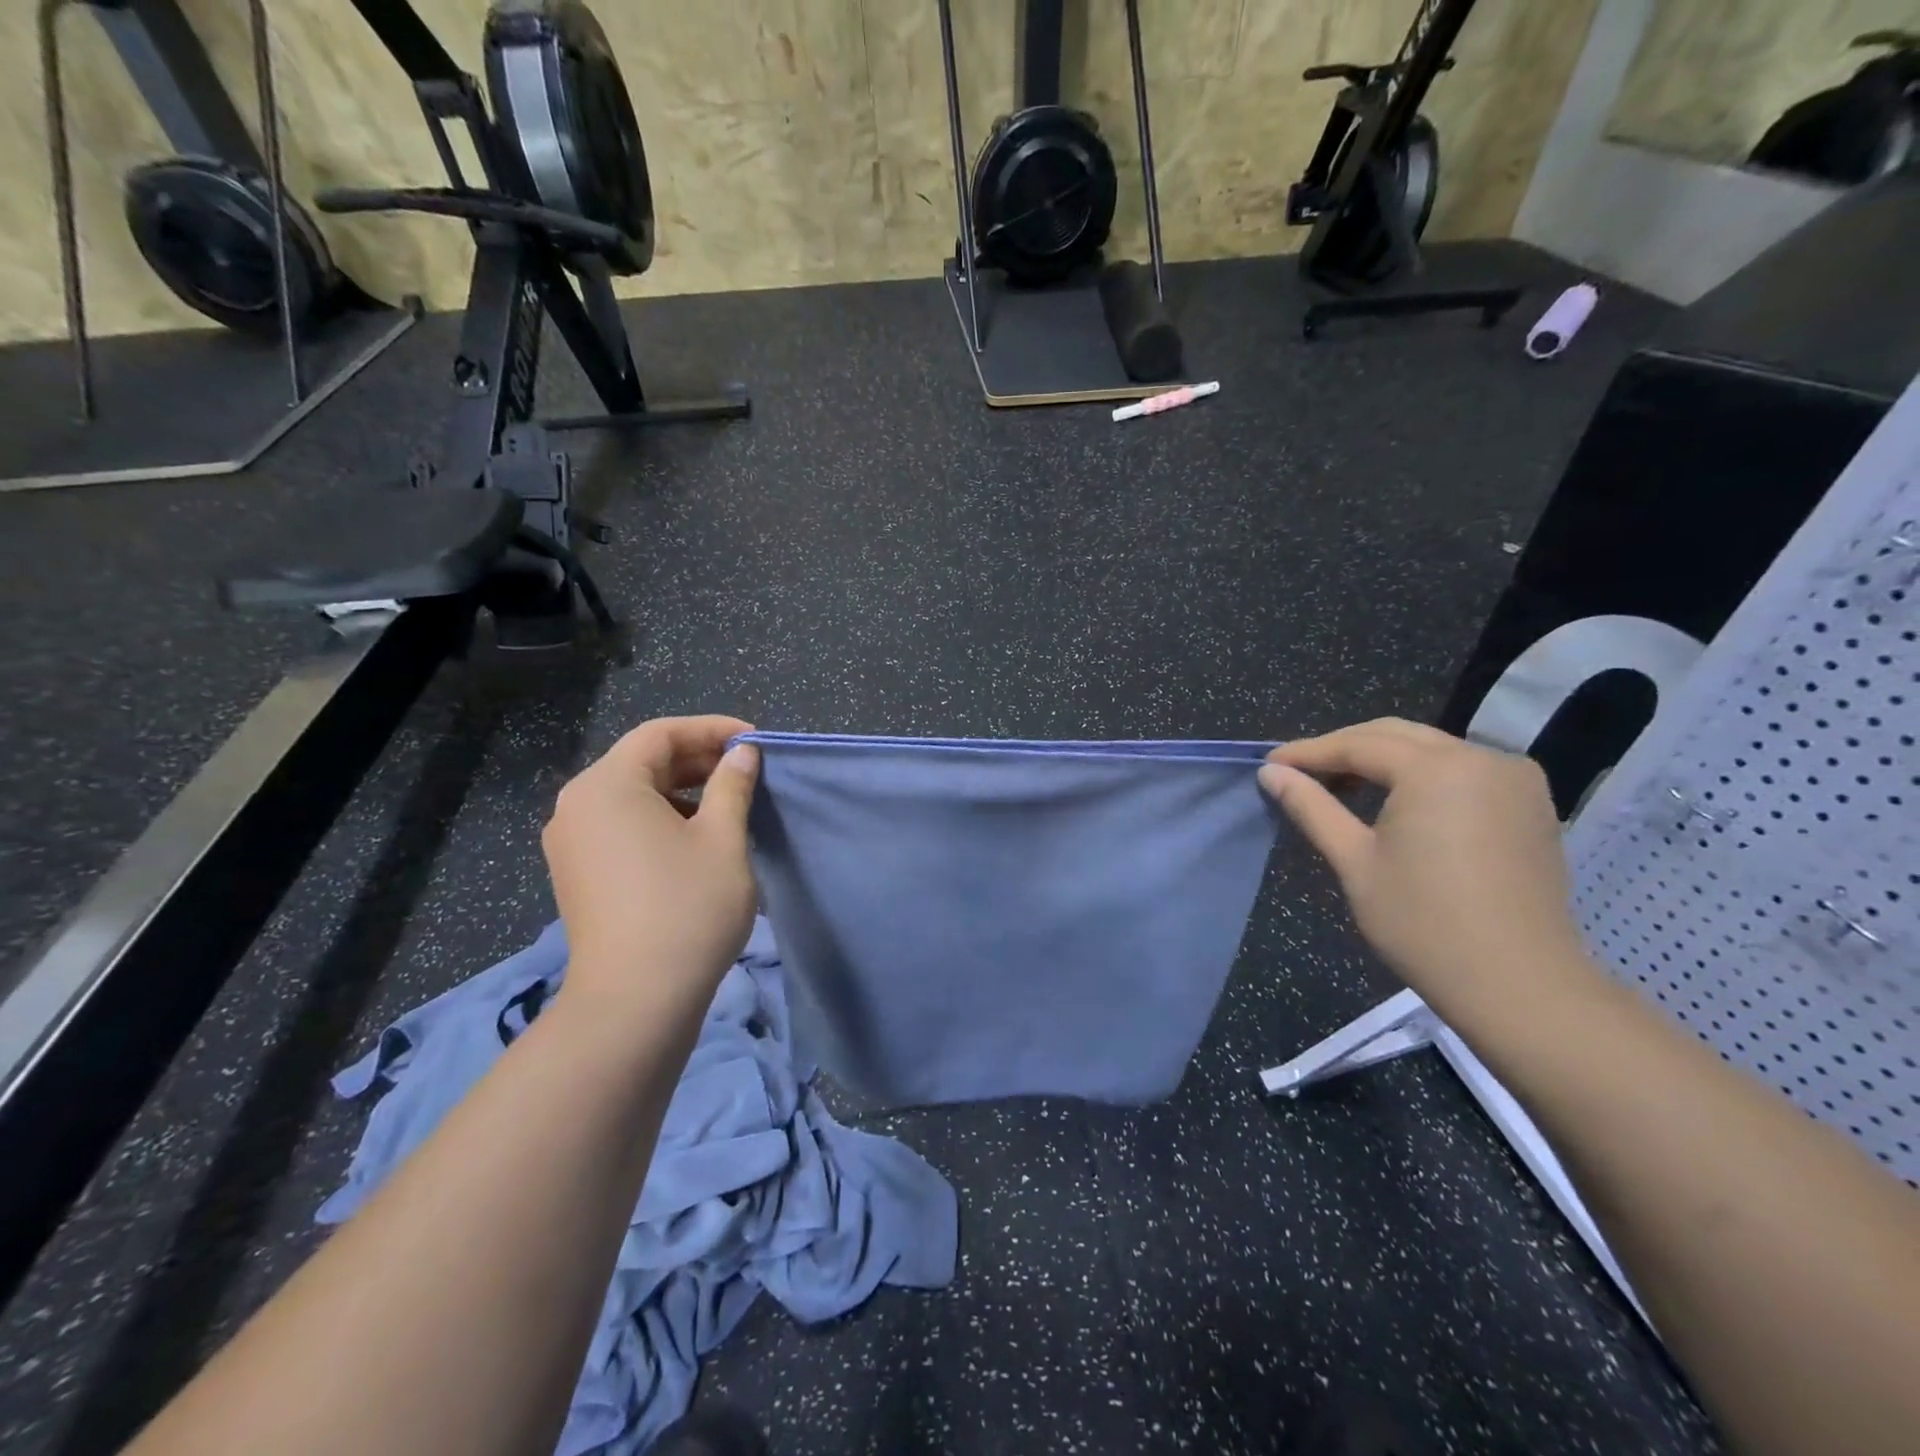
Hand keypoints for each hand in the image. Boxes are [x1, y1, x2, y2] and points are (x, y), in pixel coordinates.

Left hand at [542, 716, 759, 1005]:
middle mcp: (577, 805)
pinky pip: (620, 826)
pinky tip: (695, 839)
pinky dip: (659, 819)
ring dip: (681, 791)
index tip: (754, 741)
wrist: (636, 1000)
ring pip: (631, 796)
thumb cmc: (687, 907)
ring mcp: (571, 843)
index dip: (711, 729)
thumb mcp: (722, 838)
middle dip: (697, 760)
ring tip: (727, 804)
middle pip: (642, 762)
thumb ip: (732, 785)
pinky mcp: (577, 874)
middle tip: (746, 770)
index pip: (660, 734)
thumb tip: (742, 754)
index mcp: (607, 785)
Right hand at [1259, 718, 1593, 1022]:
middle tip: (1298, 772)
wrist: (1520, 985)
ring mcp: (1515, 779)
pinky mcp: (1531, 805)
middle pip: (1396, 736)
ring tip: (1340, 786)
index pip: (1358, 744)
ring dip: (1383, 761)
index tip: (1269, 764)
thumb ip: (1311, 807)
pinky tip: (1395, 801)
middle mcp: (1482, 758)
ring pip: (1432, 750)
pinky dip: (1422, 776)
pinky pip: (1463, 771)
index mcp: (1437, 769)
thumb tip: (1271, 772)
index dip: (1308, 753)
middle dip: (1343, 749)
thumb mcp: (1354, 861)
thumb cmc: (1423, 922)